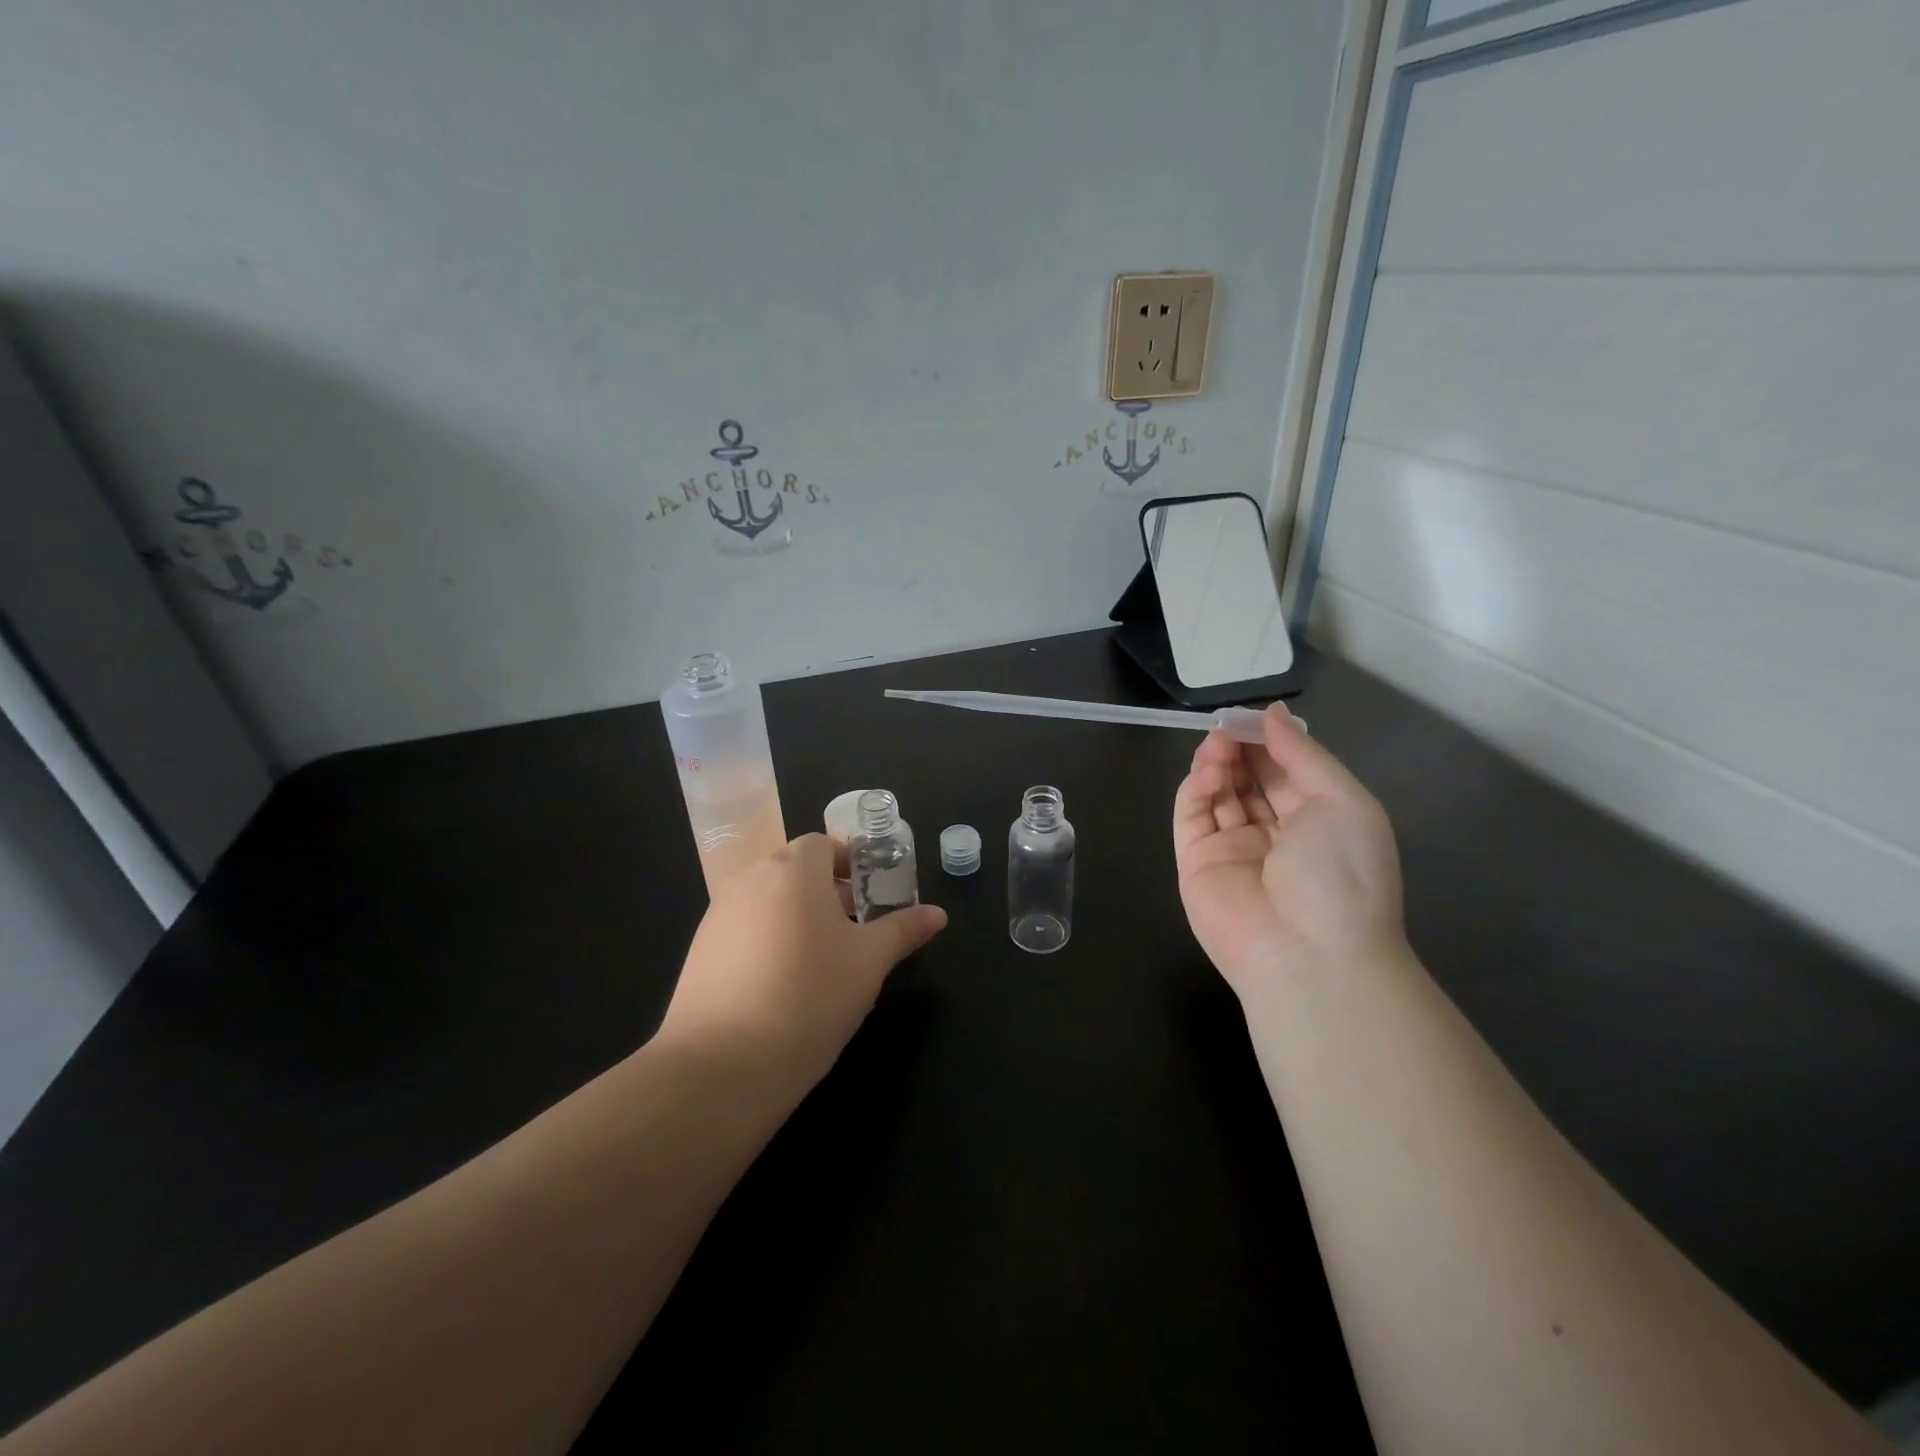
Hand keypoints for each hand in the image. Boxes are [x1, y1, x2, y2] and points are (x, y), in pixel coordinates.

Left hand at [656, 834, 947, 1096]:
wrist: (721, 1064)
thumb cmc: (809, 997)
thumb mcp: (869, 963)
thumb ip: (903, 930)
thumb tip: (938, 914)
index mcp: (793, 871)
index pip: (822, 844)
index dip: (850, 862)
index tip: (871, 893)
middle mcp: (750, 881)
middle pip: (793, 869)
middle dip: (826, 889)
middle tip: (855, 926)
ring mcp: (719, 915)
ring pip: (768, 899)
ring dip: (796, 913)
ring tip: (822, 959)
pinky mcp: (700, 951)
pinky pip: (744, 928)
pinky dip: (767, 939)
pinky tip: (782, 983)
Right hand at [1173, 703, 1404, 996]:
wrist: (1310, 954)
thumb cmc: (1342, 873)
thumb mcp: (1343, 801)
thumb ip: (1303, 754)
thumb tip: (1274, 713)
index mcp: (1317, 822)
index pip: (1285, 772)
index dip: (1270, 742)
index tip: (1255, 716)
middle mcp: (1274, 834)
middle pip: (1248, 779)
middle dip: (1239, 749)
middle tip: (1229, 726)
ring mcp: (1232, 849)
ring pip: (1217, 793)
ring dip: (1217, 762)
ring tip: (1218, 743)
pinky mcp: (1196, 862)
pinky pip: (1192, 816)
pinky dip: (1196, 787)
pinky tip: (1209, 771)